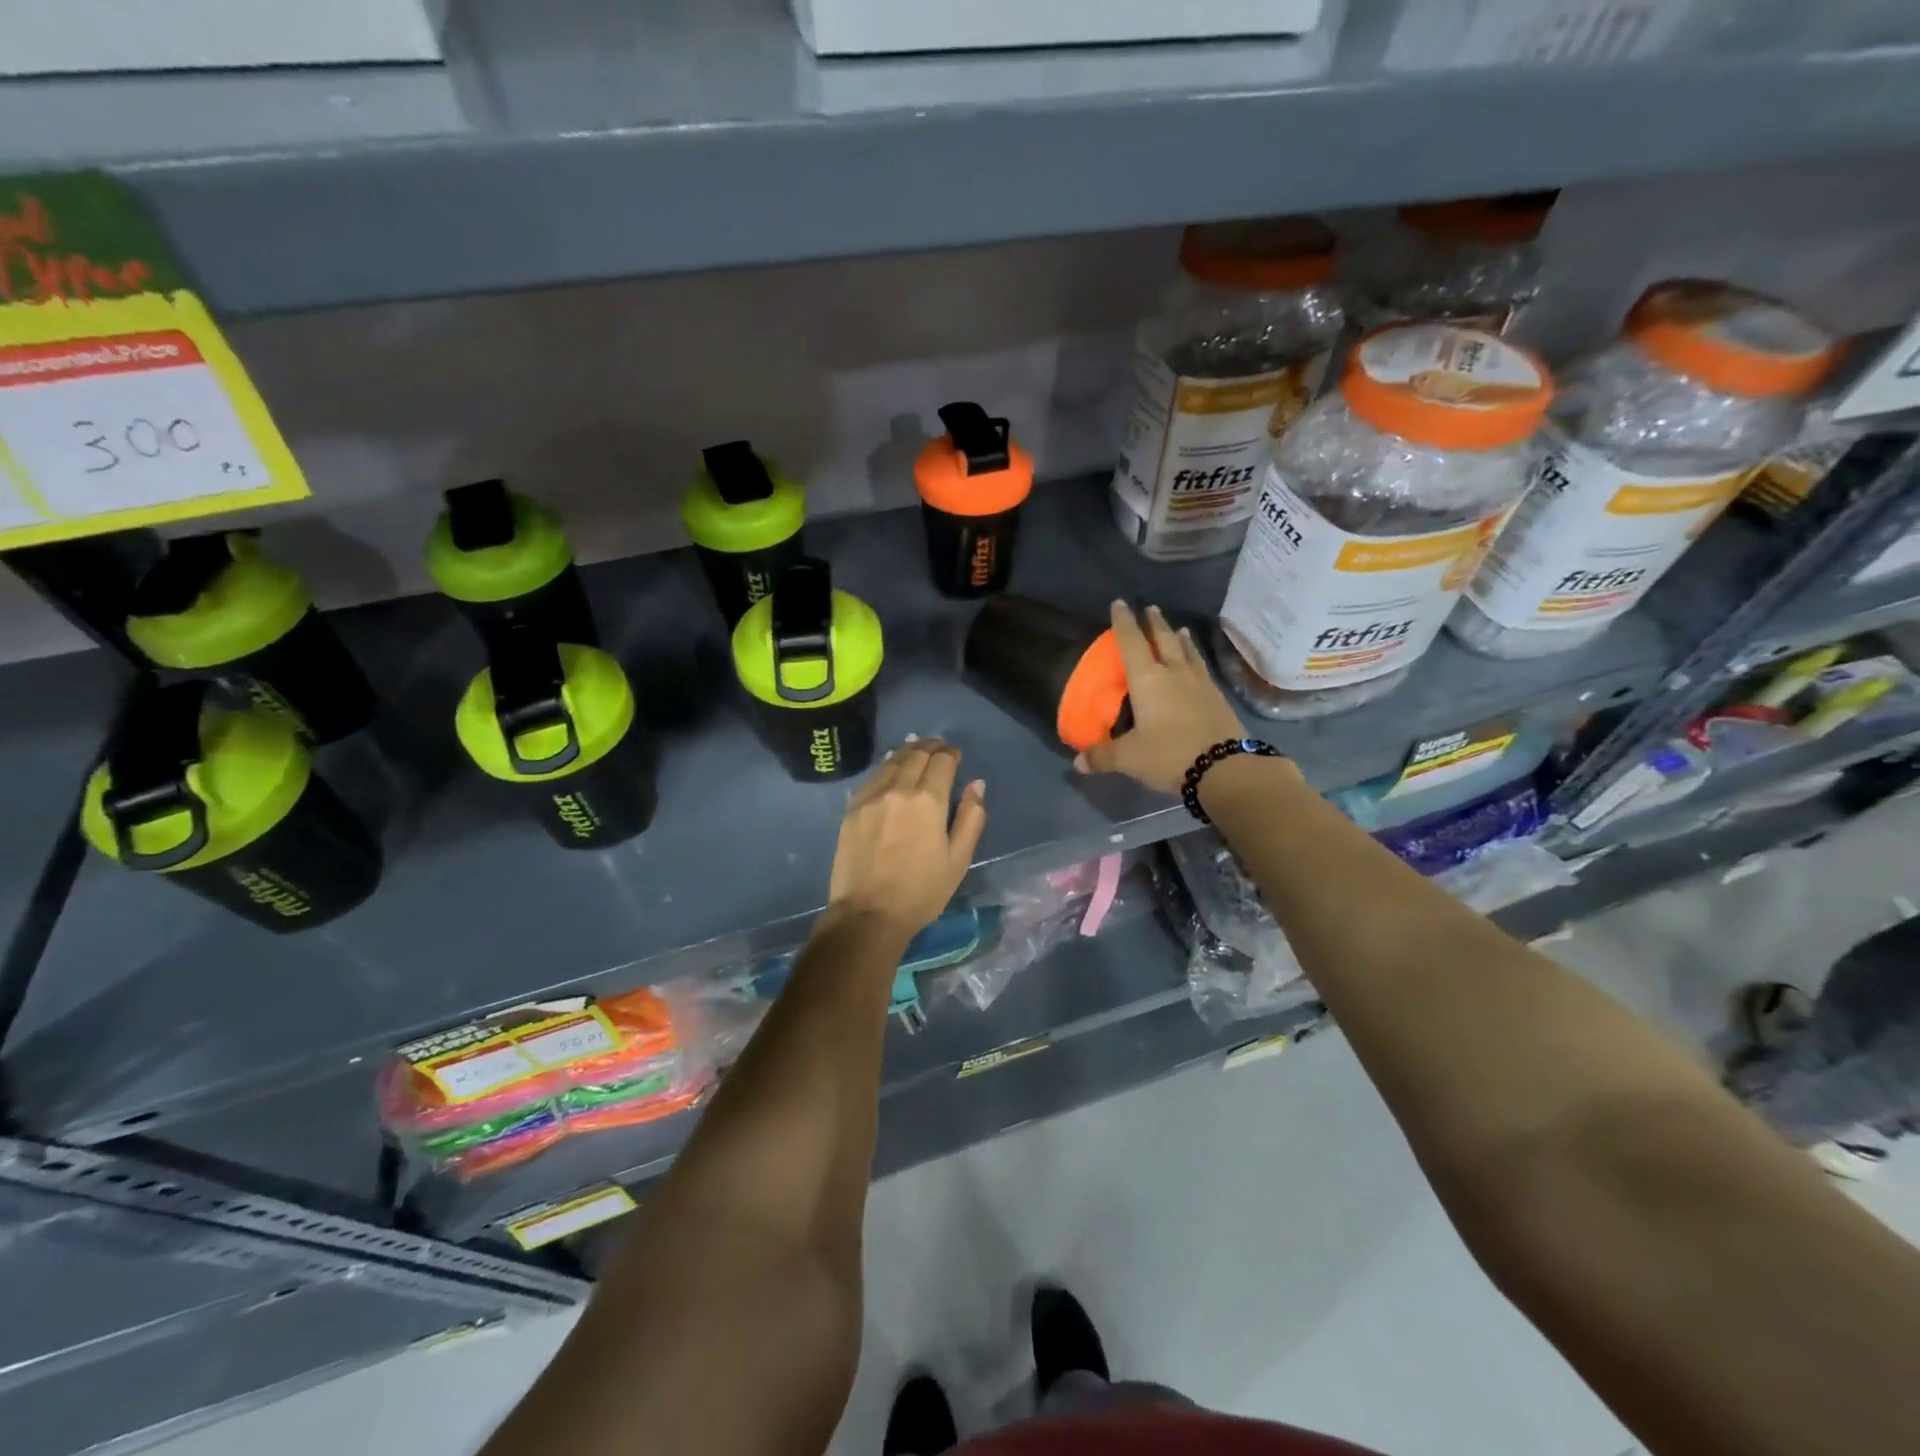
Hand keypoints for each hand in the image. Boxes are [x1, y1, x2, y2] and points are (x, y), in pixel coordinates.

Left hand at [827, 738, 986, 939]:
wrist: (868, 914)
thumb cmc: (921, 891)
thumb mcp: (958, 859)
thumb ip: (970, 818)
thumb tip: (976, 785)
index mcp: (929, 800)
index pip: (942, 761)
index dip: (951, 753)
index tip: (955, 754)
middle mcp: (899, 789)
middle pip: (916, 755)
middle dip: (930, 747)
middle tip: (938, 746)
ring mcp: (871, 797)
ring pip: (892, 762)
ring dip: (907, 752)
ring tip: (916, 749)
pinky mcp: (852, 809)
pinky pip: (872, 778)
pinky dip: (886, 767)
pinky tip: (890, 769)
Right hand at [1073, 602, 1250, 795]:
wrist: (1224, 768)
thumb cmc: (1169, 755)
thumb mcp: (1129, 758)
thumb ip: (1103, 756)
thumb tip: (1077, 762)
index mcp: (1148, 679)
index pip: (1131, 642)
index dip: (1123, 622)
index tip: (1120, 603)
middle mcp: (1174, 673)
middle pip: (1164, 639)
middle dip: (1155, 623)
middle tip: (1151, 608)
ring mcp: (1200, 683)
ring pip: (1188, 652)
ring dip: (1180, 638)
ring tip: (1178, 629)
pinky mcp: (1217, 698)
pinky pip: (1202, 669)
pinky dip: (1195, 658)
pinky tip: (1196, 664)